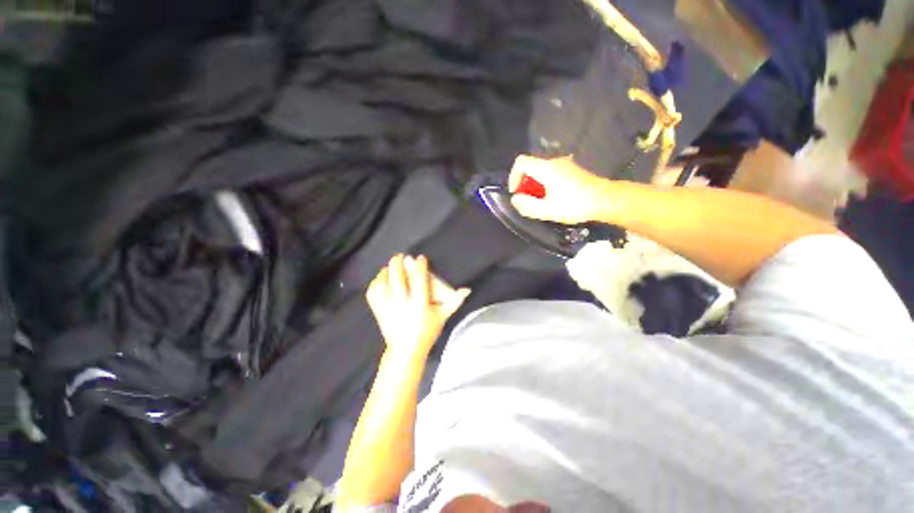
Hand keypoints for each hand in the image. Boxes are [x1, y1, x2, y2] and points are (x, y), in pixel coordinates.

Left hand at [366, 254, 470, 358]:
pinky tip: (382, 278)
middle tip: (402, 256)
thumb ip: (455, 301)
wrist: (406, 350)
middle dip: (399, 262)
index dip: (420, 266)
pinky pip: (373, 292)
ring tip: (391, 266)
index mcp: (419, 304)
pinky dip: (376, 282)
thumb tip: (467, 290)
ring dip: (386, 271)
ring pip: (383, 282)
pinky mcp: (378, 311)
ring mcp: (388, 307)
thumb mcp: (442, 316)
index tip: (421, 258)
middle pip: (397, 277)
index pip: (419, 279)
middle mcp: (402, 304)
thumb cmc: (427, 332)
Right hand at [509, 155, 610, 224]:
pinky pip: (549, 172)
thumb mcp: (548, 210)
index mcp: (546, 169)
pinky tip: (551, 197)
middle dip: (524, 183)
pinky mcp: (570, 169)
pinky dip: (543, 183)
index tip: (517, 192)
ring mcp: (564, 164)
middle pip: (530, 166)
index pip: (521, 162)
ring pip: (540, 170)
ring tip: (539, 201)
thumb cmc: (575, 205)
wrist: (605, 200)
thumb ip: (528, 205)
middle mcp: (554, 162)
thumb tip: (515, 199)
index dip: (513, 176)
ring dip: (534, 184)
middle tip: (528, 200)